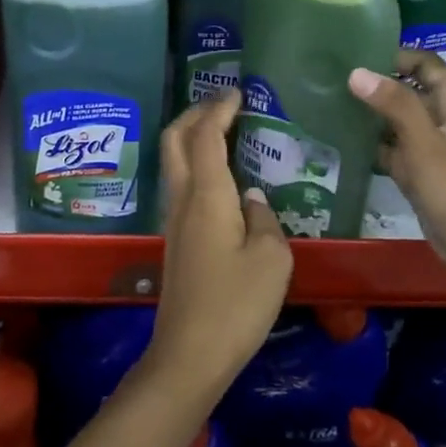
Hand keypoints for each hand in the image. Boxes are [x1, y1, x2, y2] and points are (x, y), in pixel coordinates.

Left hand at [147, 88, 292, 409]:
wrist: (189, 354)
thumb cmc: (236, 304)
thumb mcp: (272, 260)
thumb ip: (266, 220)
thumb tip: (253, 198)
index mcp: (207, 195)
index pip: (206, 135)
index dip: (219, 108)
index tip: (238, 91)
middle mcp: (183, 199)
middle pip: (176, 140)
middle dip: (195, 113)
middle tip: (224, 104)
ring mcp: (174, 220)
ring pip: (174, 161)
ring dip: (193, 138)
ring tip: (224, 131)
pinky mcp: (176, 240)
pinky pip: (182, 185)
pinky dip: (196, 164)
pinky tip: (222, 178)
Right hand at [350, 50, 445, 306]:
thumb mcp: (426, 146)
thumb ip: (395, 106)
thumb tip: (357, 72)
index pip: (425, 64)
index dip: (394, 55)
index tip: (354, 54)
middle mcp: (444, 120)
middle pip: (408, 90)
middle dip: (375, 84)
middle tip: (331, 78)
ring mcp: (431, 148)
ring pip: (397, 121)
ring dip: (370, 114)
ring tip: (328, 104)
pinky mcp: (420, 173)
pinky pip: (392, 149)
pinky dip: (371, 145)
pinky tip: (341, 140)